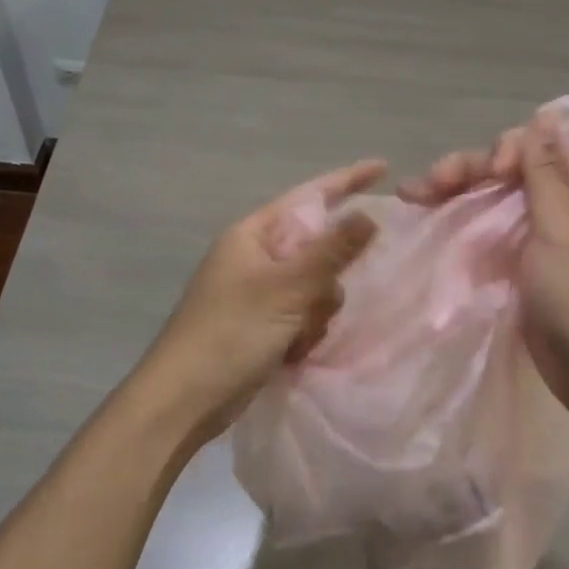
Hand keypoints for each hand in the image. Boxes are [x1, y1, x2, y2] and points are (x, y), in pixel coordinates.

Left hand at [133, 159, 383, 449]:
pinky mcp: (264, 324)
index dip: (346, 181)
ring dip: (316, 312)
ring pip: (316, 286)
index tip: (383, 168)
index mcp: (254, 235)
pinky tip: (293, 352)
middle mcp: (257, 257)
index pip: (308, 197)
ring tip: (296, 337)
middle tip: (315, 304)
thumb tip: (369, 215)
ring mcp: (260, 292)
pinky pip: (304, 314)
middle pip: (318, 248)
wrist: (184, 399)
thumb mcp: (286, 289)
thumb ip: (331, 252)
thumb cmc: (230, 333)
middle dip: (327, 278)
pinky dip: (305, 332)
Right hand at [398, 115, 568, 418]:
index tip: (495, 173)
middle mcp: (560, 210)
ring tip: (412, 193)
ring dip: (453, 192)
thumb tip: (545, 117)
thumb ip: (548, 173)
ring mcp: (535, 241)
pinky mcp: (515, 269)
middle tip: (430, 182)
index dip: (511, 150)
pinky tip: (426, 216)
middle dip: (468, 170)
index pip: (543, 149)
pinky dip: (457, 223)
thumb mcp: (566, 229)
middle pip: (508, 174)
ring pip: (490, 201)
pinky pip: (483, 234)